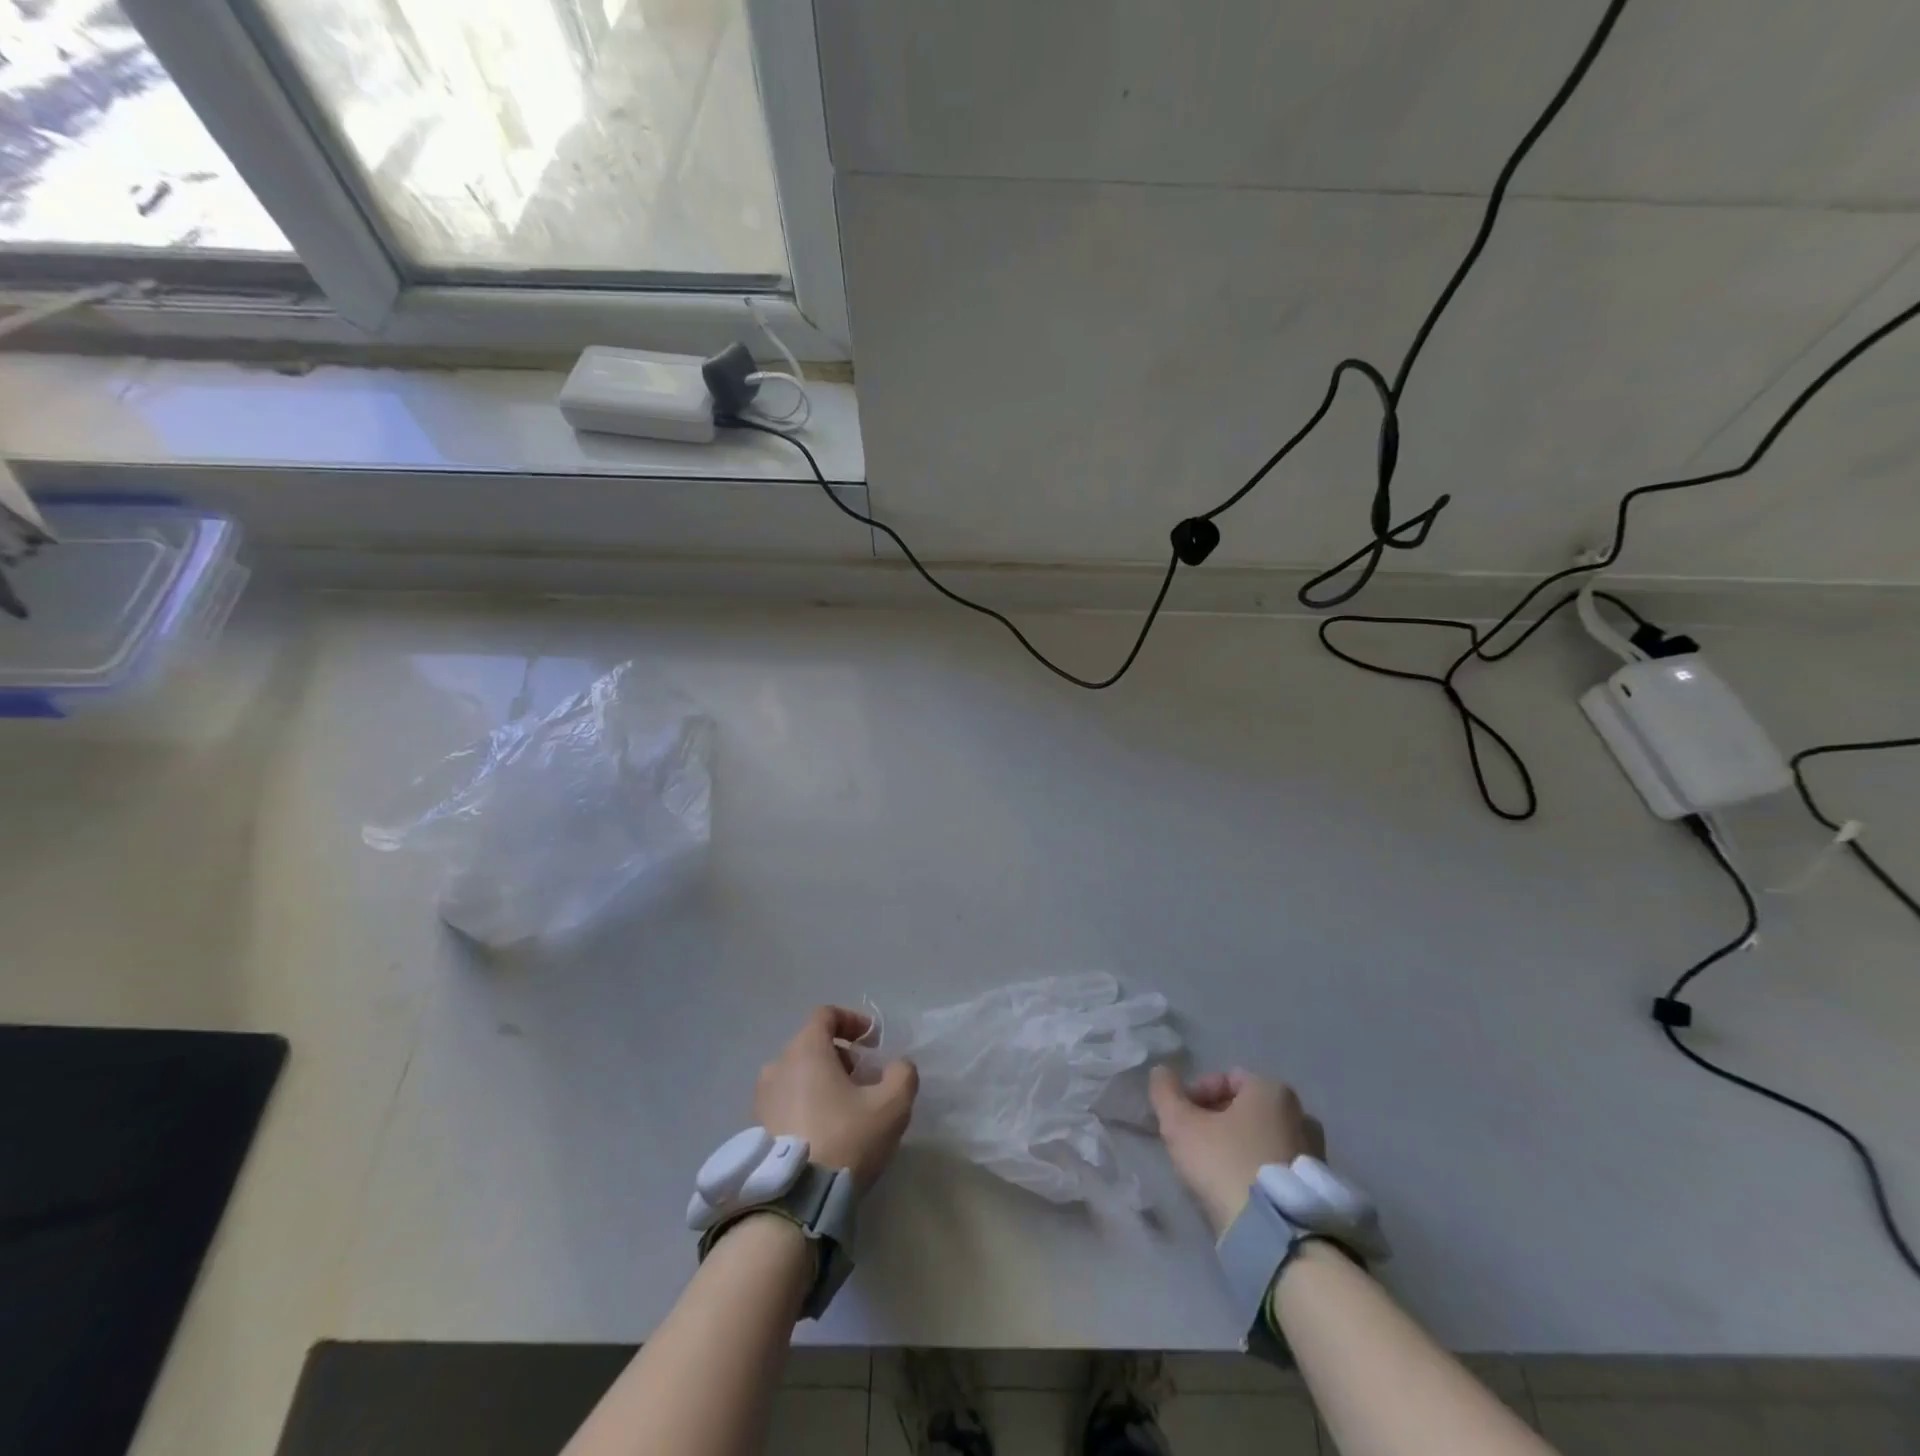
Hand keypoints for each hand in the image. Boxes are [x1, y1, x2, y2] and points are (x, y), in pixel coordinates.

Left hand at [756, 1007, 918, 1192]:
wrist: (793, 1204)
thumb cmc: (844, 1139)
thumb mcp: (891, 1106)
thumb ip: (902, 1075)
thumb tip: (898, 1067)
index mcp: (805, 1050)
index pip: (826, 1016)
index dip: (852, 1021)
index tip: (873, 1041)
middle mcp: (777, 1067)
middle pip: (811, 1046)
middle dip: (841, 1057)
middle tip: (865, 1080)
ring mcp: (762, 1100)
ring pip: (797, 1076)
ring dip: (823, 1082)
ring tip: (847, 1110)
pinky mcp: (755, 1131)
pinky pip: (786, 1103)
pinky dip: (806, 1105)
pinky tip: (825, 1133)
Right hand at [1149, 1066, 1324, 1235]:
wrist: (1276, 1237)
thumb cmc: (1226, 1164)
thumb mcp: (1180, 1124)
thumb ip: (1164, 1092)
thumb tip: (1160, 1072)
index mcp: (1272, 1090)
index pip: (1226, 1079)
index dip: (1197, 1094)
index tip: (1181, 1119)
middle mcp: (1301, 1115)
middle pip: (1247, 1108)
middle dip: (1218, 1120)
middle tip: (1194, 1144)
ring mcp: (1315, 1154)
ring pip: (1263, 1138)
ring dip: (1239, 1146)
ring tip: (1215, 1170)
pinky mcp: (1317, 1190)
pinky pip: (1278, 1167)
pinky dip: (1257, 1170)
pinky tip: (1239, 1190)